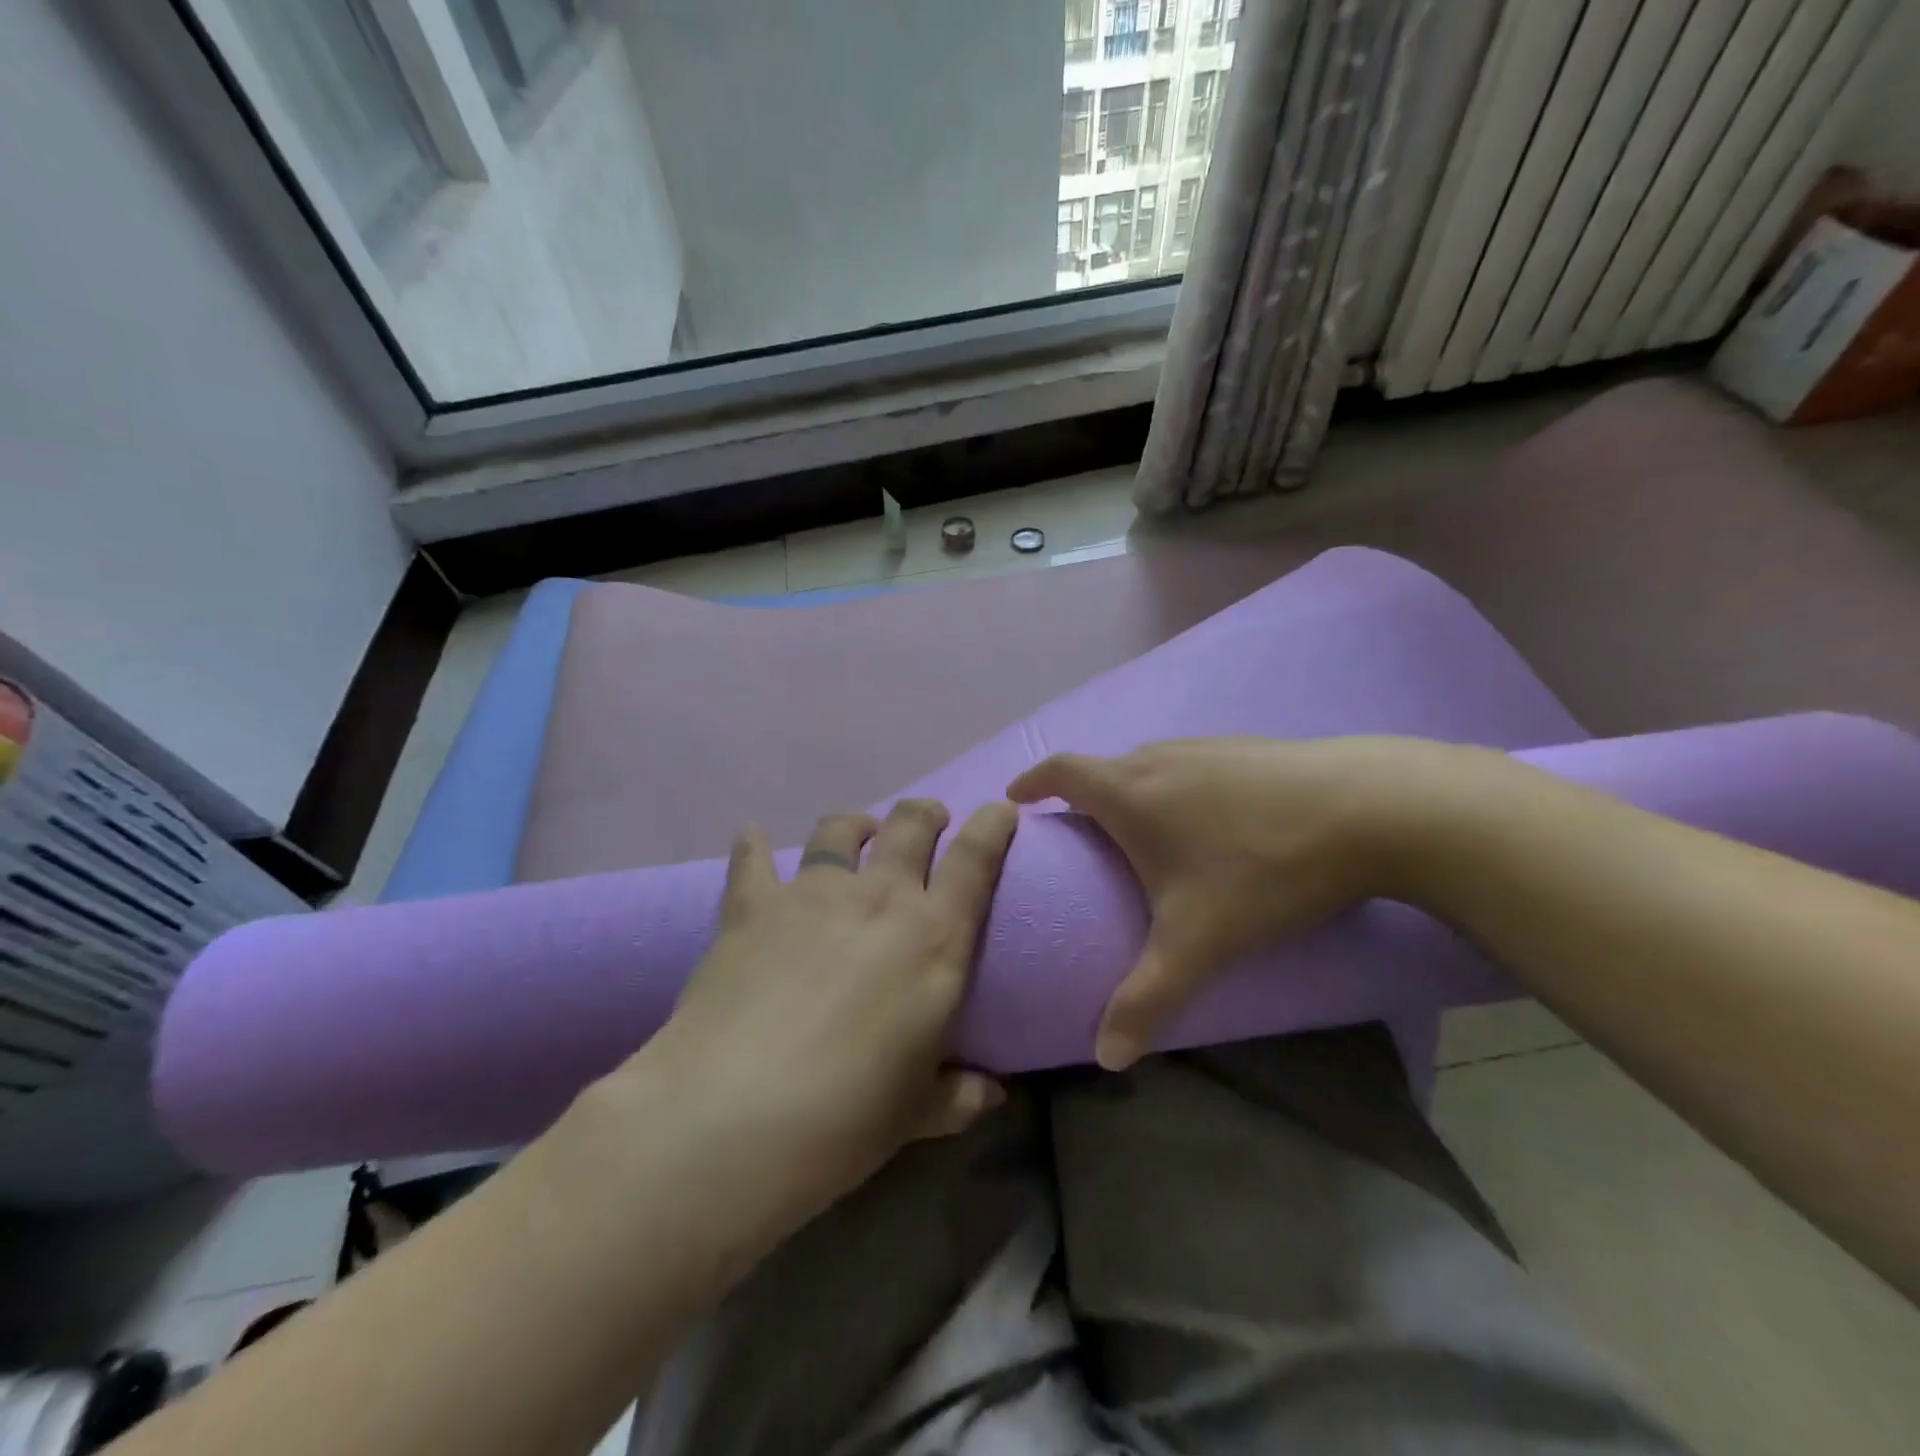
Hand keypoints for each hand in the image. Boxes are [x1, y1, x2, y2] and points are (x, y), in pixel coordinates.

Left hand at [640, 797, 1018, 1229]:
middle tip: (930, 820)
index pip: (975, 860)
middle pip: (910, 825)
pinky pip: (754, 856)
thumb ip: (959, 1095)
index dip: (992, 825)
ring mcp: (812, 893)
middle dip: (926, 814)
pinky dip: (756, 844)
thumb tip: (991, 1093)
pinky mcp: (753, 904)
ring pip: (840, 829)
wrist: (733, 1117)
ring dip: (856, 823)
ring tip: (857, 831)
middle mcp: (879, 898)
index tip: (999, 809)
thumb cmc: (845, 1119)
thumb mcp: (916, 1113)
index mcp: (934, 938)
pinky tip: (756, 838)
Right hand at [1007, 736, 1489, 1068]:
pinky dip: (1179, 787)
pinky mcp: (1252, 749)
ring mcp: (1210, 747)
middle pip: (1105, 768)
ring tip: (1141, 829)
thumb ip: (1145, 999)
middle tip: (1080, 832)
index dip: (1033, 782)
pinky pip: (1194, 765)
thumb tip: (1104, 1058)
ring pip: (1152, 764)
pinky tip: (1211, 820)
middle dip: (1083, 794)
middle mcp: (1161, 758)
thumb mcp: (1198, 942)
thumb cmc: (1261, 868)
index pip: (1061, 771)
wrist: (1372, 809)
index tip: (1015, 798)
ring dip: (1133, 789)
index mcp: (1130, 792)